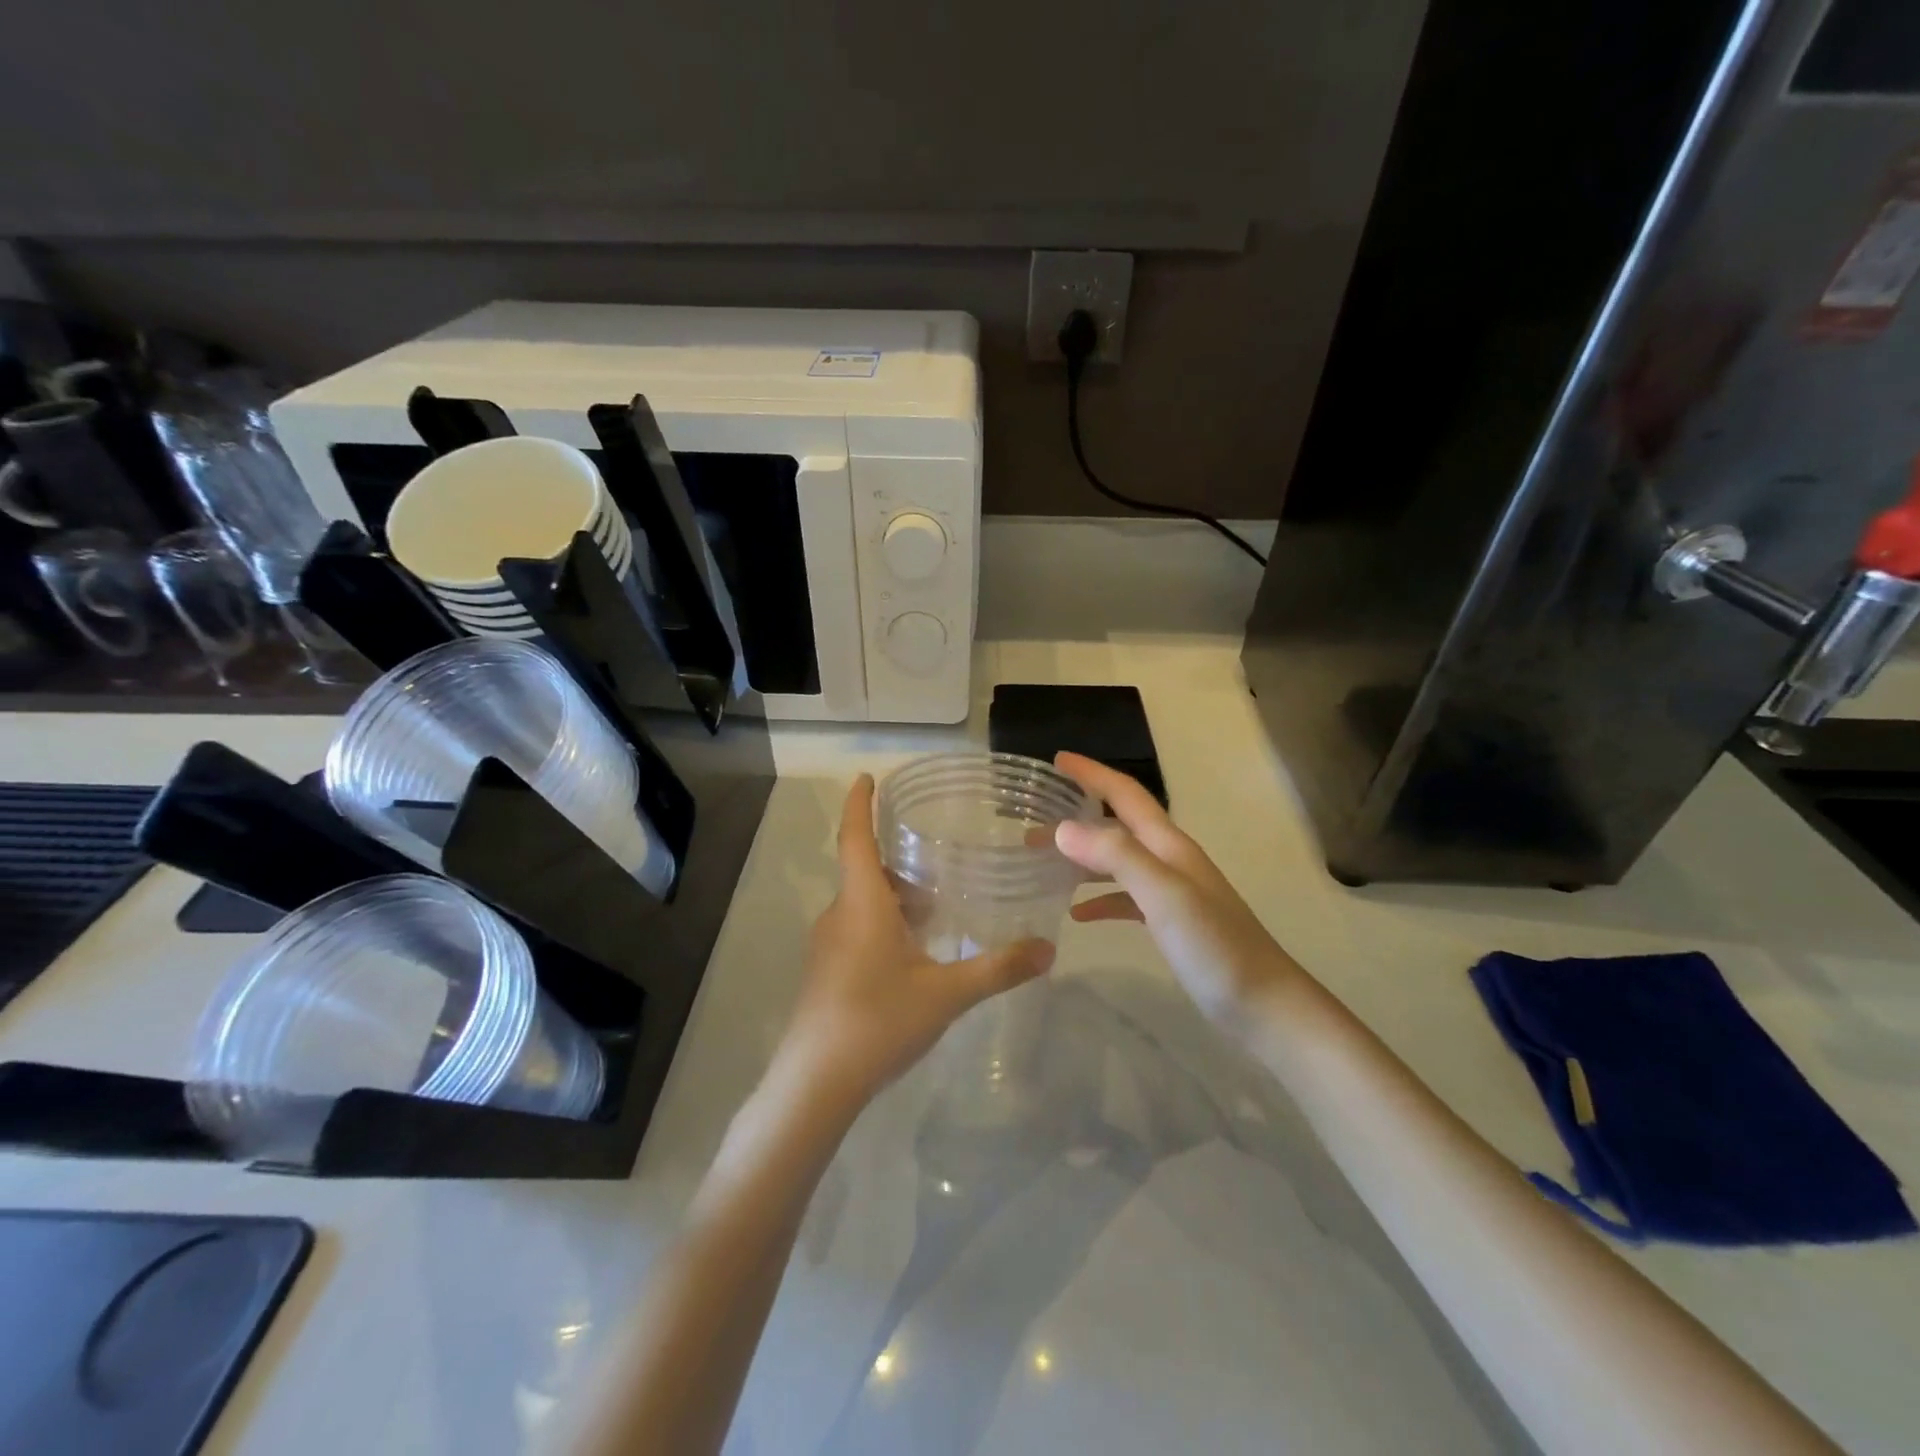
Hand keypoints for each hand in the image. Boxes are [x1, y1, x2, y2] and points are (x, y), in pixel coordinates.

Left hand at [772, 774, 1055, 1110]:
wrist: (814, 1083)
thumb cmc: (878, 1021)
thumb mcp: (947, 993)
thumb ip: (998, 968)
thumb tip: (1048, 949)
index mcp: (862, 903)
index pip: (855, 836)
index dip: (860, 804)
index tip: (868, 777)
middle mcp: (839, 914)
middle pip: (866, 871)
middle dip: (900, 862)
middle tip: (941, 862)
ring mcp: (827, 945)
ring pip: (863, 903)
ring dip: (896, 898)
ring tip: (938, 910)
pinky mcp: (826, 972)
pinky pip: (857, 929)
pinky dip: (885, 925)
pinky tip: (915, 954)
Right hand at [1052, 752, 1302, 1030]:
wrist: (1265, 1006)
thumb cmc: (1215, 947)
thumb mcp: (1165, 896)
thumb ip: (1117, 857)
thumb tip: (1063, 828)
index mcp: (1169, 845)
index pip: (1125, 795)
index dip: (1092, 774)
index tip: (1057, 760)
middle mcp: (1169, 860)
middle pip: (1118, 825)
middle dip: (1078, 815)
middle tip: (1033, 822)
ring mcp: (1172, 892)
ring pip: (1118, 861)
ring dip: (1083, 857)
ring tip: (1043, 863)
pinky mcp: (1171, 923)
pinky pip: (1126, 898)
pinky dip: (1100, 898)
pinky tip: (1076, 913)